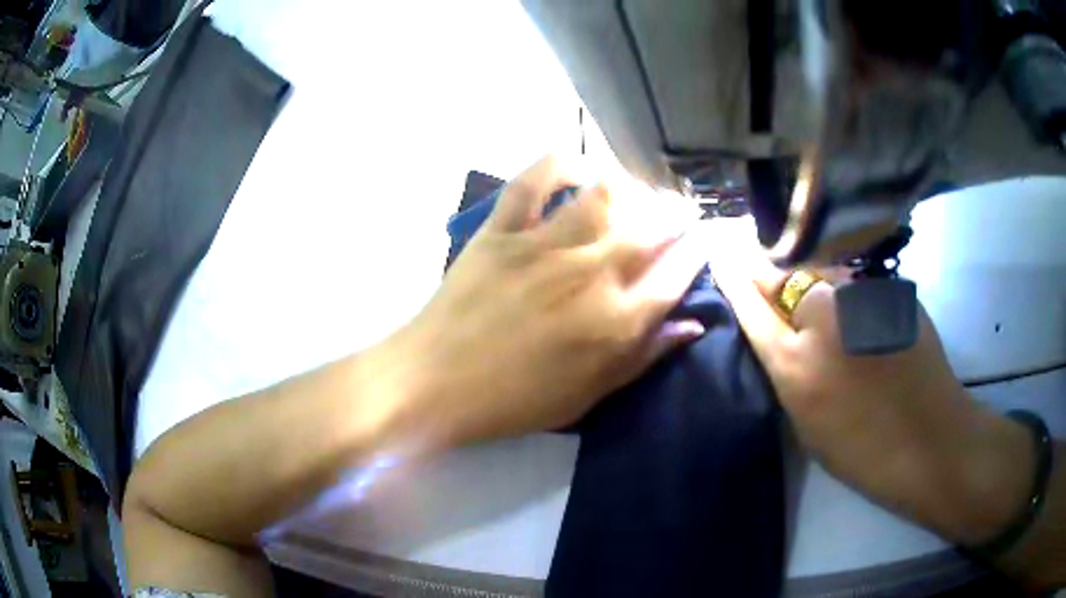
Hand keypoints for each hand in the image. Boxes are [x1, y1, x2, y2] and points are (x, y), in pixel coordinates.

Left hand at [377, 156, 706, 450]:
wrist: (437, 384)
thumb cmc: (515, 401)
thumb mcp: (588, 396)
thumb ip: (642, 357)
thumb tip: (690, 325)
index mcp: (614, 322)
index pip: (674, 277)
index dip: (695, 256)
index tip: (702, 244)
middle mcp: (590, 274)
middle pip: (651, 231)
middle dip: (675, 218)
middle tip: (679, 214)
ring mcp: (544, 246)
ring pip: (602, 198)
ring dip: (629, 191)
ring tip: (635, 194)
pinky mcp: (502, 230)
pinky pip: (533, 182)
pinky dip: (557, 163)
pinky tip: (576, 165)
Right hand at [707, 220, 1032, 545]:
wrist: (929, 439)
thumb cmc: (862, 449)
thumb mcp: (807, 422)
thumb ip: (789, 370)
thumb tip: (781, 333)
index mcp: (795, 362)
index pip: (752, 304)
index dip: (734, 276)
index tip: (720, 251)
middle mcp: (824, 316)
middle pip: (786, 274)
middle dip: (772, 272)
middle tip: (767, 271)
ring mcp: (861, 296)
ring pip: (824, 274)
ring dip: (817, 284)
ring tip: (829, 308)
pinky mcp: (890, 290)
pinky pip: (858, 284)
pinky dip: (851, 294)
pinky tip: (864, 319)